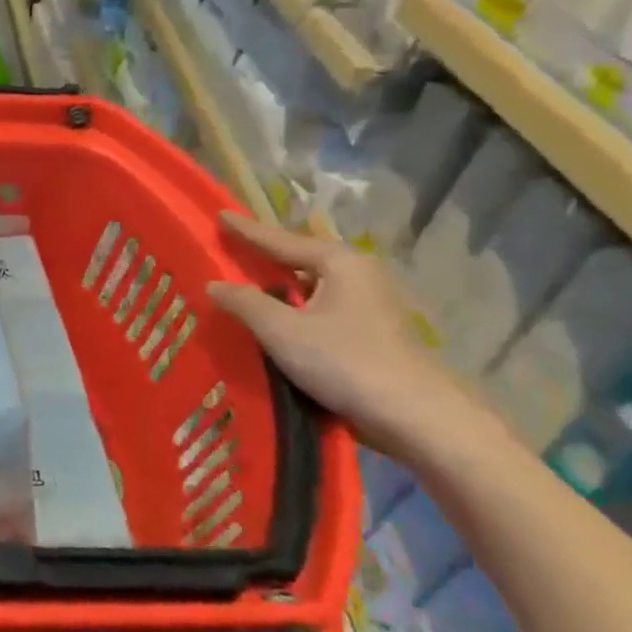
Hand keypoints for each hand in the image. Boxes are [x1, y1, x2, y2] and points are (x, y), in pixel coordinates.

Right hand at [206, 212, 494, 459]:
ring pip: (315, 285)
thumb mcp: (282, 330)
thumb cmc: (345, 361)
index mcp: (340, 263)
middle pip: (303, 259)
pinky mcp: (375, 331)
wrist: (416, 415)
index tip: (221, 215)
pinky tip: (280, 317)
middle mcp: (361, 275)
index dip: (247, 231)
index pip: (282, 241)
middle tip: (233, 248)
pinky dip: (298, 306)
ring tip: (249, 282)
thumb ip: (245, 303)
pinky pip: (323, 307)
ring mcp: (373, 304)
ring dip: (283, 285)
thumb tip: (214, 283)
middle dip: (268, 256)